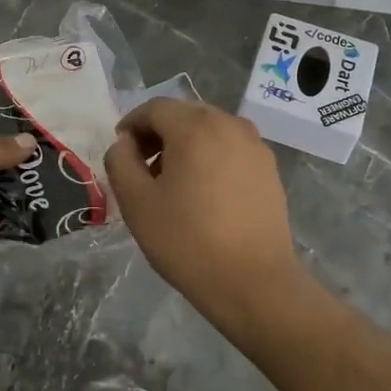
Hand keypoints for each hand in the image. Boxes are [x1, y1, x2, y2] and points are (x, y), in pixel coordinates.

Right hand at [104, 99, 306, 327]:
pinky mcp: (269, 168)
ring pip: (210, 130)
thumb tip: (125, 143)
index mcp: (195, 127)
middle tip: (143, 166)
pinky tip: (205, 193)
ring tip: (173, 182)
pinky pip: (231, 148)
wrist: (254, 282)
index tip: (121, 150)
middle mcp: (229, 124)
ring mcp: (255, 145)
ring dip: (186, 144)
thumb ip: (120, 162)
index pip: (155, 108)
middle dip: (159, 133)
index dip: (132, 124)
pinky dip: (211, 156)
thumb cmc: (188, 240)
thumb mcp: (137, 202)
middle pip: (184, 114)